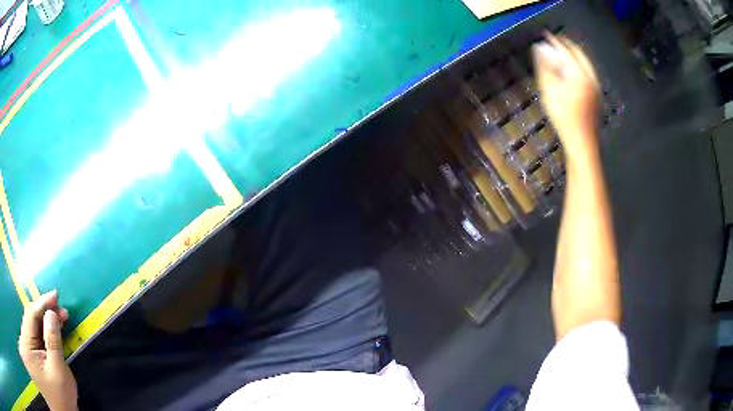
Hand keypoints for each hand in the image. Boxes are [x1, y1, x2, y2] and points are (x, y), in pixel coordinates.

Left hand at [18, 290, 77, 410]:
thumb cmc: (61, 400)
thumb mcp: (59, 374)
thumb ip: (53, 343)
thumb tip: (52, 314)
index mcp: (26, 343)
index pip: (31, 315)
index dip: (42, 303)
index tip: (56, 294)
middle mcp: (22, 341)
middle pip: (30, 322)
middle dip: (44, 315)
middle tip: (62, 313)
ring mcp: (25, 349)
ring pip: (30, 331)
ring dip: (43, 326)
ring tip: (57, 322)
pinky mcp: (29, 356)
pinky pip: (31, 340)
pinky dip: (40, 336)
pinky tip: (47, 336)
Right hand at [533, 33, 600, 160]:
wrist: (582, 143)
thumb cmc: (563, 118)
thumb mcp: (550, 91)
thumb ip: (545, 67)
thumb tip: (540, 48)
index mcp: (580, 74)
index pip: (566, 51)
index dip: (555, 42)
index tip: (545, 34)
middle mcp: (591, 77)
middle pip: (579, 55)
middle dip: (567, 46)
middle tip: (555, 41)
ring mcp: (596, 87)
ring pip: (585, 64)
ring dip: (573, 56)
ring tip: (561, 53)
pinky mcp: (597, 96)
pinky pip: (588, 73)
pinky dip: (579, 66)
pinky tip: (571, 71)